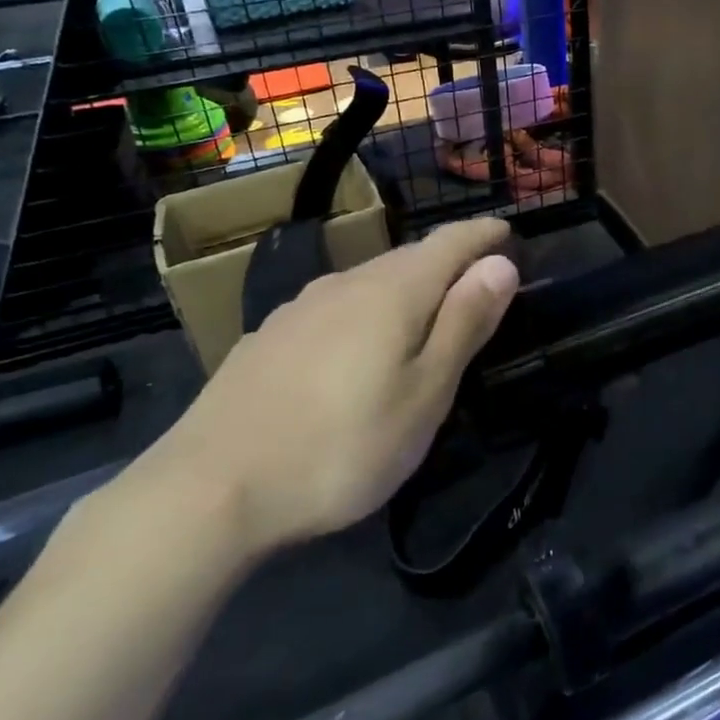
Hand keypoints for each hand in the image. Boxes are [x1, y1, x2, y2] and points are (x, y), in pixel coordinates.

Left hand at [129, 220, 519, 554]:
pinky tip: (359, 343)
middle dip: (448, 261)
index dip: (482, 234)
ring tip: (426, 310)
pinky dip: (367, 311)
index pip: (450, 242)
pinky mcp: (270, 336)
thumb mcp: (424, 394)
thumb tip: (499, 264)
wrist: (211, 487)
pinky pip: (336, 307)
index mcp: (393, 292)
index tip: (508, 231)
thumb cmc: (343, 447)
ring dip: (407, 287)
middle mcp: (346, 283)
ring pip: (370, 281)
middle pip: (409, 258)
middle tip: (477, 279)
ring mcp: (300, 307)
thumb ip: (463, 324)